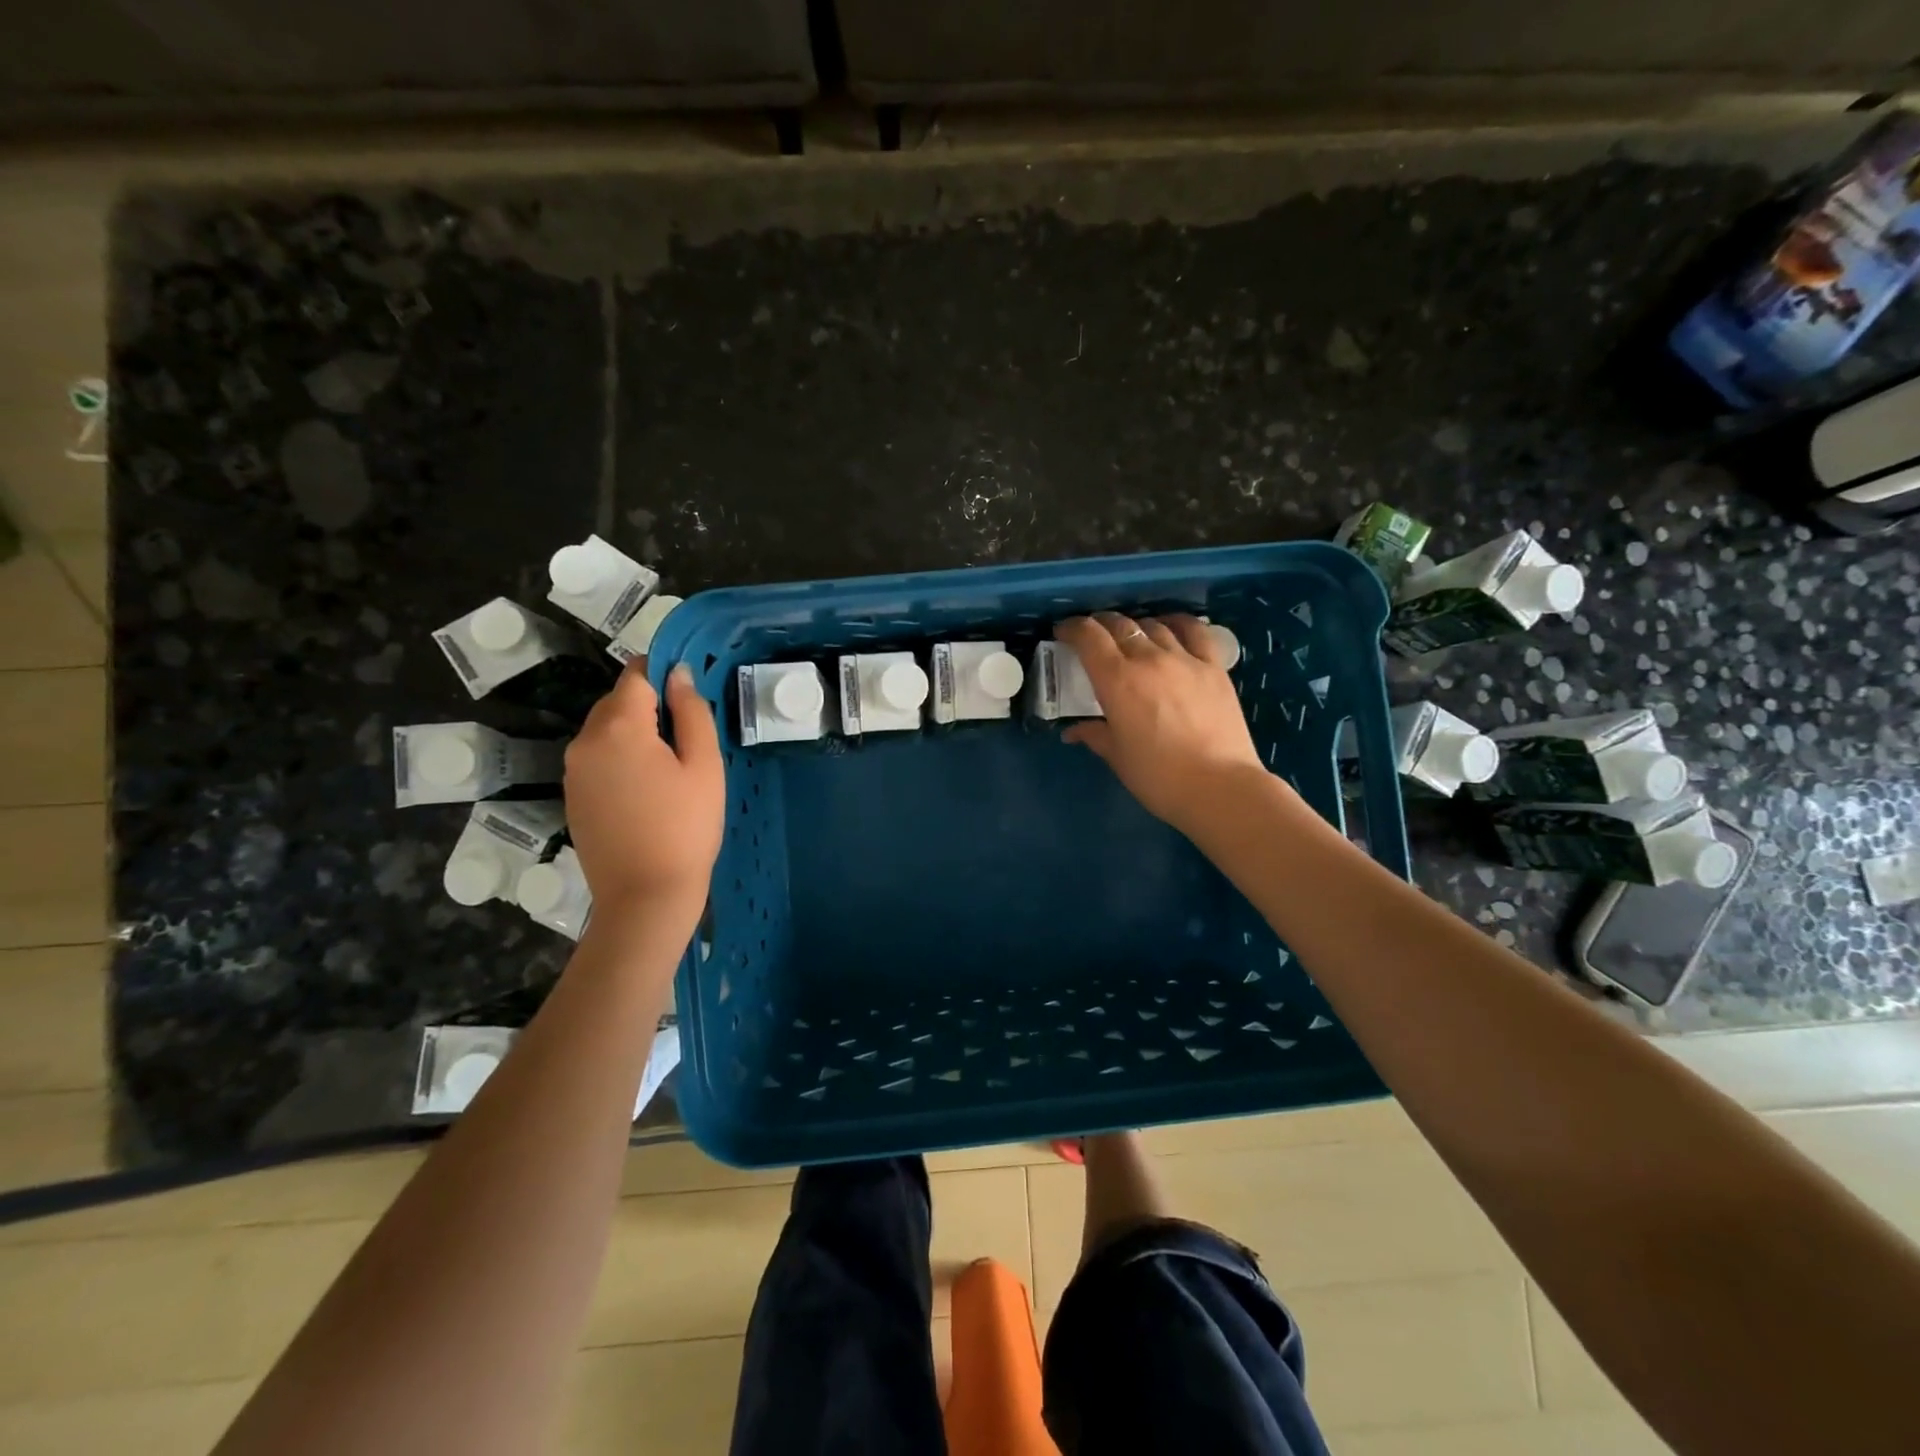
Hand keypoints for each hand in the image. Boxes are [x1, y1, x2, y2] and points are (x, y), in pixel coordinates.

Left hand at [564, 661, 724, 929]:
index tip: (689, 692)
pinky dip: (620, 758)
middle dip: (650, 705)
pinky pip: (597, 758)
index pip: (636, 675)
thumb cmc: (686, 827)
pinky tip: (647, 789)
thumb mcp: (704, 765)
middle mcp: (585, 741)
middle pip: (617, 701)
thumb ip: (692, 712)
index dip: (663, 673)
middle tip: (688, 736)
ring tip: (670, 766)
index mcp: (618, 727)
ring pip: (605, 730)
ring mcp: (573, 771)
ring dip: (635, 733)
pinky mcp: (572, 796)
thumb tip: (679, 674)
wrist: (646, 896)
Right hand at [1056, 613, 1270, 835]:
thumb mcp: (1117, 756)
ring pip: (1154, 626)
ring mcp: (1185, 659)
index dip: (1072, 628)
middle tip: (1093, 637)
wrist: (1219, 787)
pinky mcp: (1214, 668)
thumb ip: (1094, 734)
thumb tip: (1073, 731)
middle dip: (1100, 625)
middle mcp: (1149, 659)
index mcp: (1117, 680)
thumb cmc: (1158, 777)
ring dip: (1136, 627)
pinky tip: (1171, 628)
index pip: (1088, 637)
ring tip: (1130, 637)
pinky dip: (1177, 623)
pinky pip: (1195, 632)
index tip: (1064, 633)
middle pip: (1120, 625)